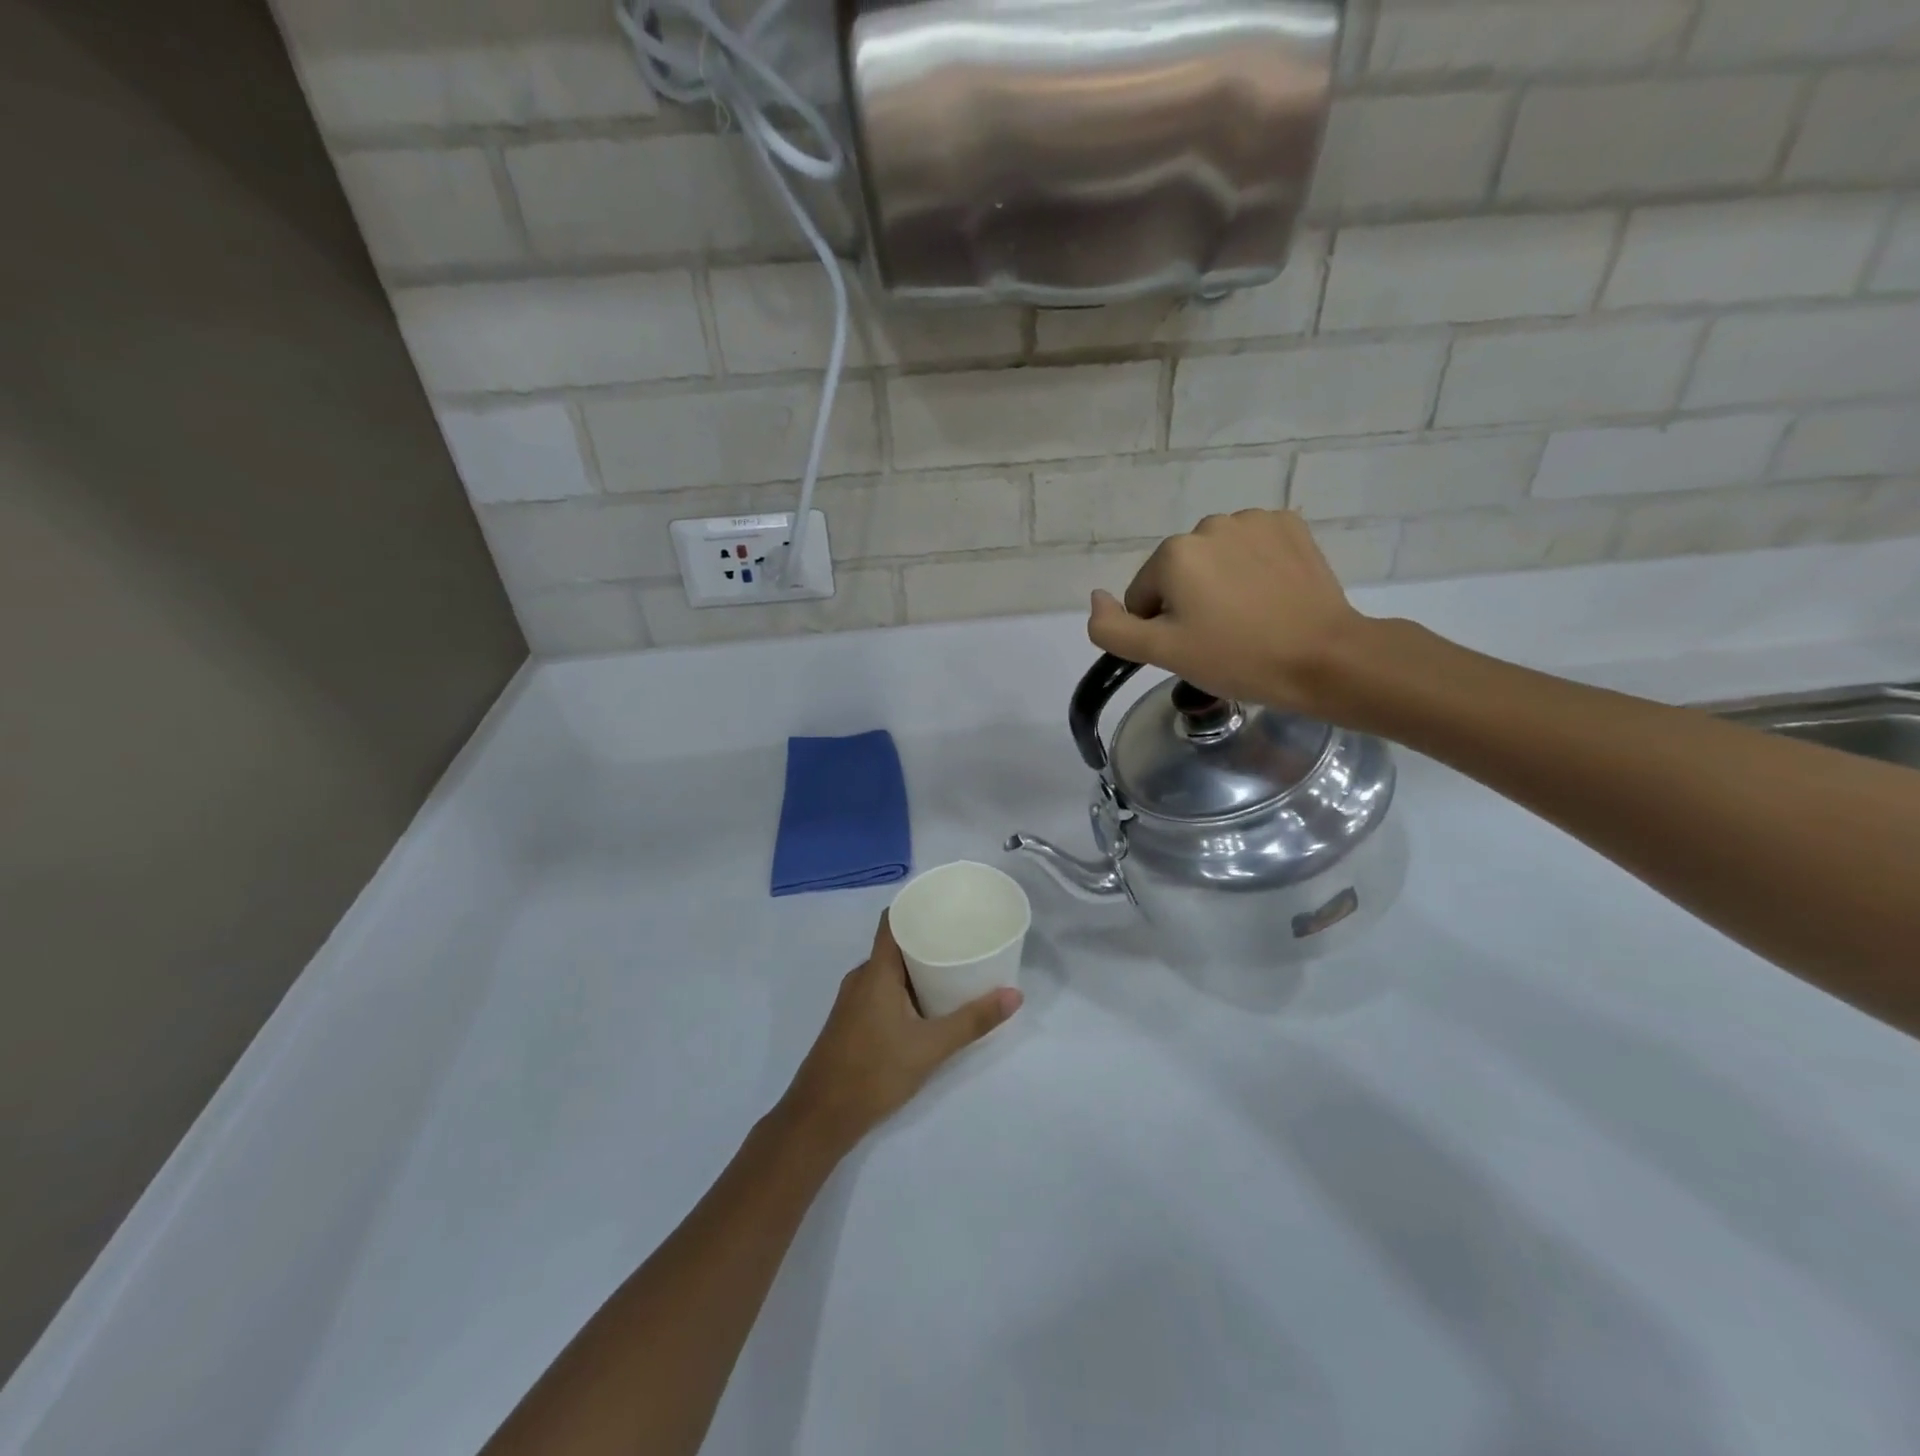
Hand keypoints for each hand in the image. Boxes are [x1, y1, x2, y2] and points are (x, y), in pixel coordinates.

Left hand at [781, 915, 1020, 1155]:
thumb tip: (1015, 994)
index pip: (893, 920)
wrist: (820, 1118)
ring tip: (954, 966)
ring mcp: (854, 1000)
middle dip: (928, 938)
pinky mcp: (853, 1021)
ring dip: (918, 966)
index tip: (948, 903)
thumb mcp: (930, 1047)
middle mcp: (862, 977)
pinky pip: (883, 989)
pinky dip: (907, 987)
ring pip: (890, 970)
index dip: (918, 905)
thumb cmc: (873, 1072)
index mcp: (876, 971)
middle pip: (896, 944)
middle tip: (965, 936)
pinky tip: (929, 1003)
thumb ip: (972, 1021)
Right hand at [1088, 510, 1368, 715]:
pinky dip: (1254, 568)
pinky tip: (1272, 596)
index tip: (1194, 649)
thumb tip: (1096, 598)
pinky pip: (1251, 547)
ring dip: (1221, 584)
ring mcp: (1254, 521)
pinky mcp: (1290, 525)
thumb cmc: (1238, 658)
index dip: (1162, 628)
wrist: (1324, 657)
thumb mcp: (1163, 654)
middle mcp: (1209, 525)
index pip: (1144, 597)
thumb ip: (1113, 628)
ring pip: (1215, 559)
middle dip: (1191, 603)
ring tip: (1250, 618)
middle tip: (1222, 638)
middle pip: (1179, 573)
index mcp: (1174, 554)